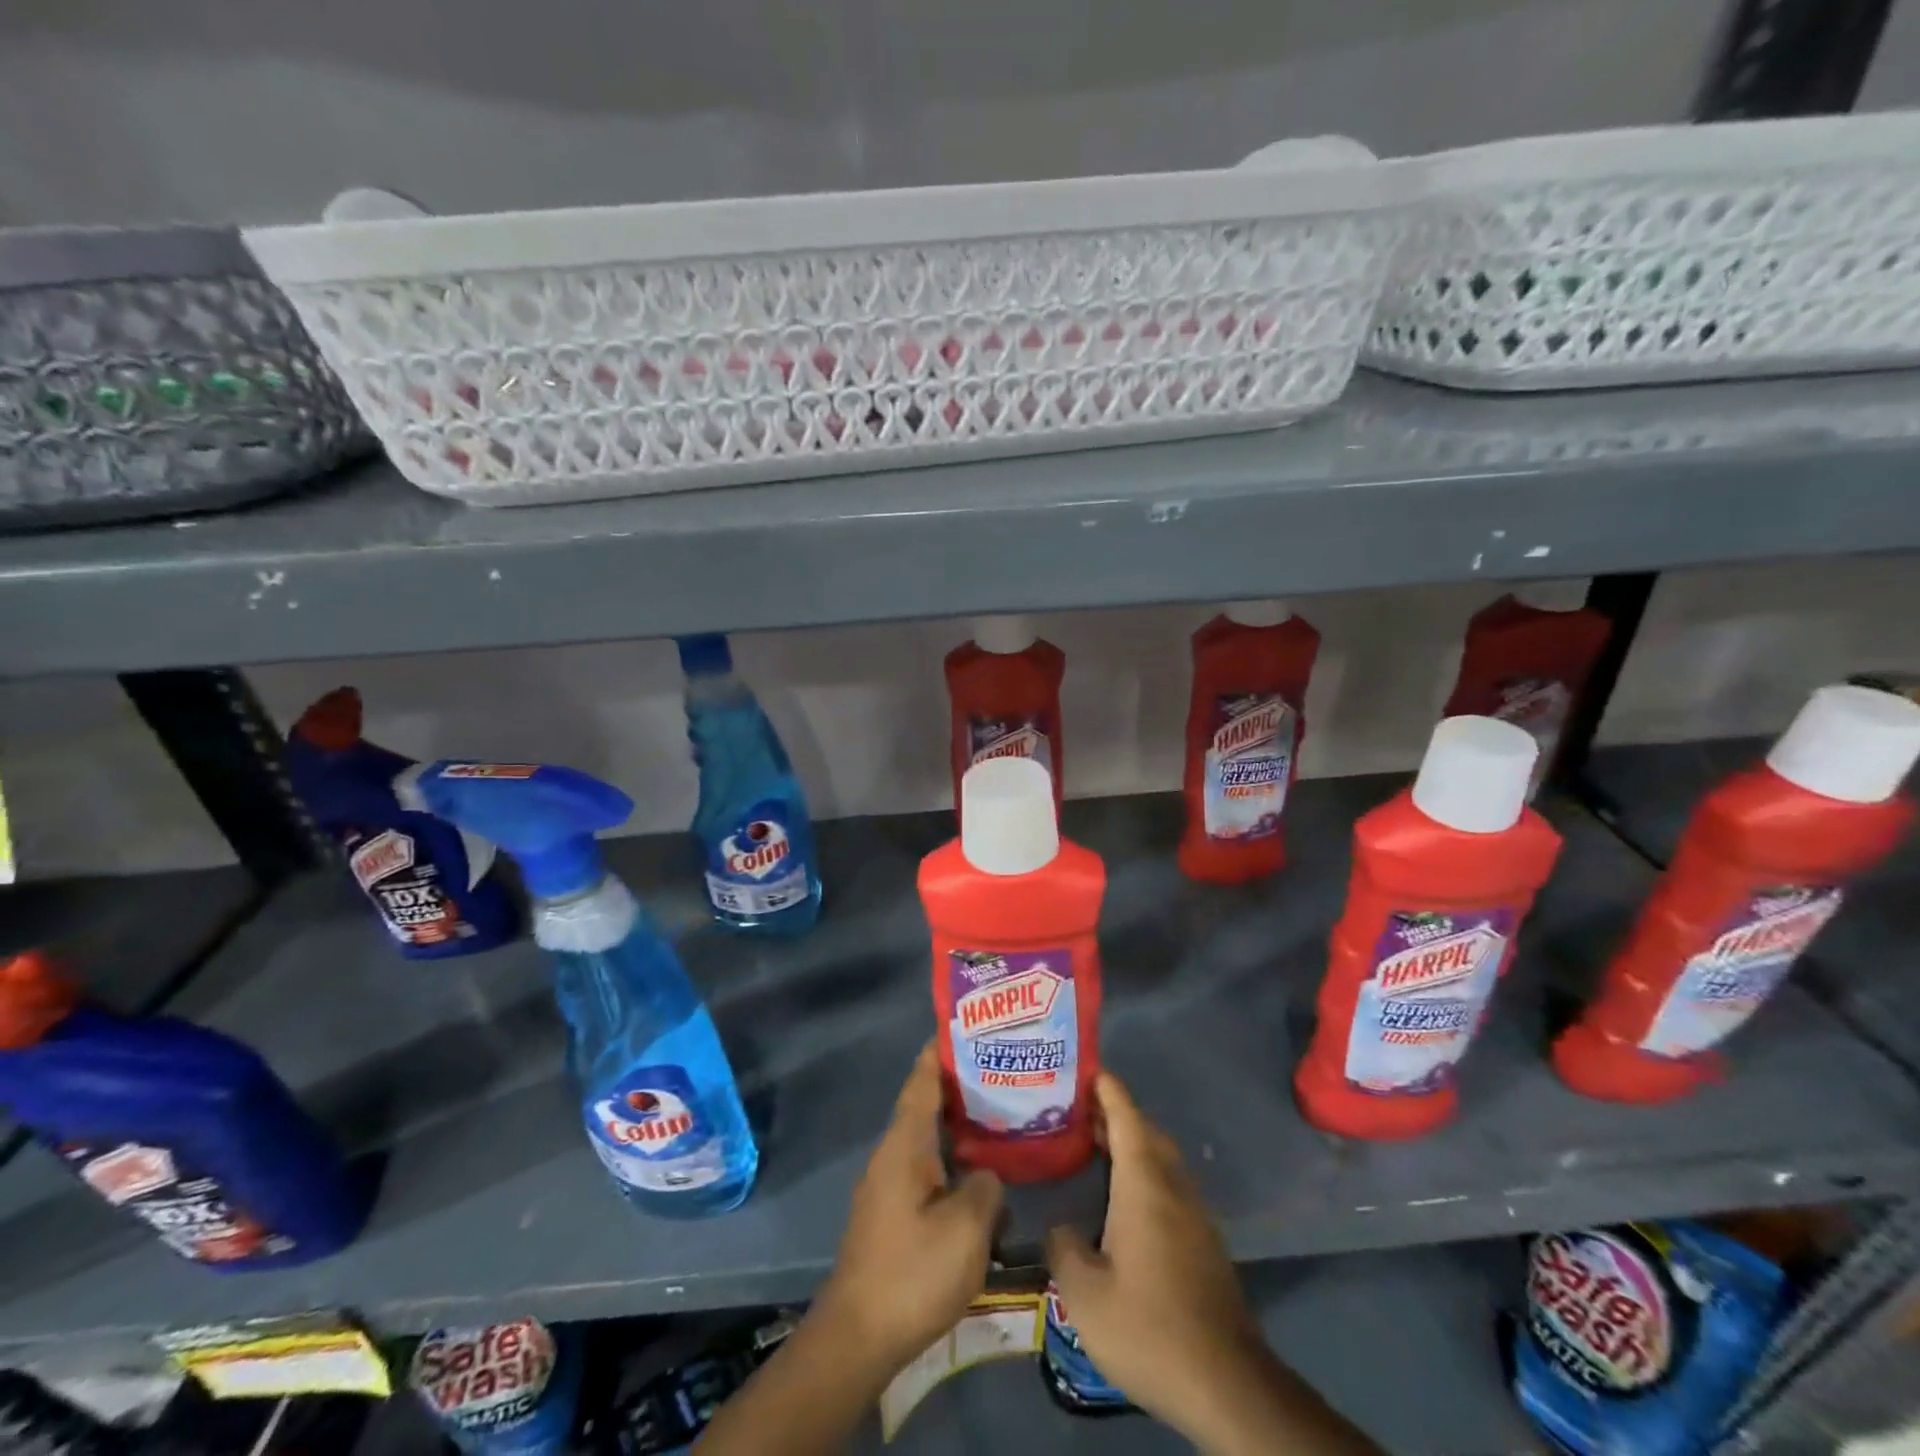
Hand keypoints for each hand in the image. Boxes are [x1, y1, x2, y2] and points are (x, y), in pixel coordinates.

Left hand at [814, 1042, 1003, 1379]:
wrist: (857, 1337)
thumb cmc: (912, 1273)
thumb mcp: (967, 1228)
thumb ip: (986, 1187)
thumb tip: (986, 1175)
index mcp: (904, 1145)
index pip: (922, 1081)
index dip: (940, 1051)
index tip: (963, 1026)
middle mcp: (891, 1155)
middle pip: (925, 1106)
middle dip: (958, 1087)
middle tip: (1000, 1073)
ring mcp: (887, 1186)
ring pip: (927, 1141)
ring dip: (957, 1128)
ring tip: (998, 1121)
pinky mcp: (890, 1215)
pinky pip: (925, 1170)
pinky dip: (950, 1161)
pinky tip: (978, 1179)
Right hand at [1045, 1071, 1266, 1438]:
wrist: (1226, 1383)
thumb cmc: (1149, 1327)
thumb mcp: (1084, 1294)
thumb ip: (1063, 1247)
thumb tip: (1060, 1227)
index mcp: (1144, 1184)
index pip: (1126, 1116)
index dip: (1106, 1089)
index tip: (1085, 1068)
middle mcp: (1173, 1186)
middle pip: (1145, 1132)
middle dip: (1115, 1113)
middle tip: (1076, 1110)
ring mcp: (1194, 1214)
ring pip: (1160, 1158)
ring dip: (1131, 1143)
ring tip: (1094, 1146)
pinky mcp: (1204, 1241)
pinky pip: (1169, 1184)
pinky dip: (1144, 1172)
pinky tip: (1121, 1200)